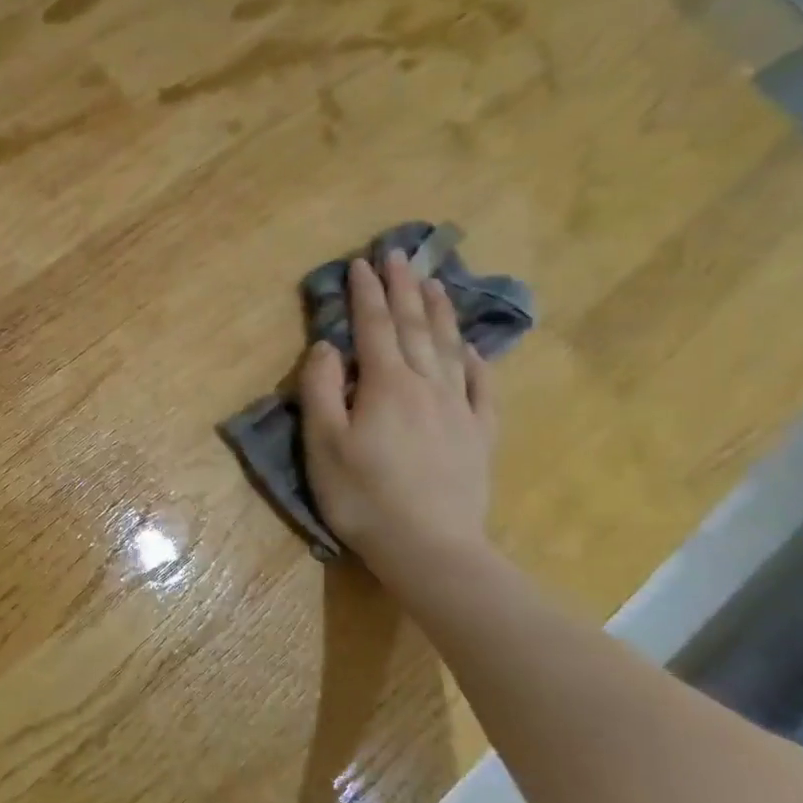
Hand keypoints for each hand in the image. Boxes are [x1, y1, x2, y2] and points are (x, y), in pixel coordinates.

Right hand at [298, 251, 497, 587]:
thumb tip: (327, 346)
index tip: (362, 262)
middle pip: (415, 327)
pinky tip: (472, 349)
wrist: (430, 548)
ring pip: (450, 349)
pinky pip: (482, 388)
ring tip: (435, 282)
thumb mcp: (323, 445)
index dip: (366, 294)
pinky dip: (477, 362)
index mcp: (385, 385)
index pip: (374, 327)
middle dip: (404, 289)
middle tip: (399, 255)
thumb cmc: (363, 498)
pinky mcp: (479, 436)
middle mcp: (426, 386)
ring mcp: (459, 410)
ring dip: (440, 312)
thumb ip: (320, 390)